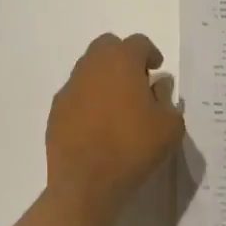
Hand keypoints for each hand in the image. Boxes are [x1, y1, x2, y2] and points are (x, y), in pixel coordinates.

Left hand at [46, 32, 184, 219]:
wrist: (85, 182)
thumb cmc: (132, 147)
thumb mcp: (169, 127)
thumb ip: (168, 100)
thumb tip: (159, 86)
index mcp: (121, 60)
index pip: (138, 43)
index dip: (150, 54)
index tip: (156, 70)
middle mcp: (93, 64)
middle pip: (108, 46)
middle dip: (123, 57)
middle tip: (136, 81)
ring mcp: (71, 85)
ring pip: (89, 67)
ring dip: (104, 77)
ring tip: (116, 104)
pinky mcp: (56, 108)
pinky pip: (76, 93)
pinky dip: (87, 99)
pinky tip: (96, 123)